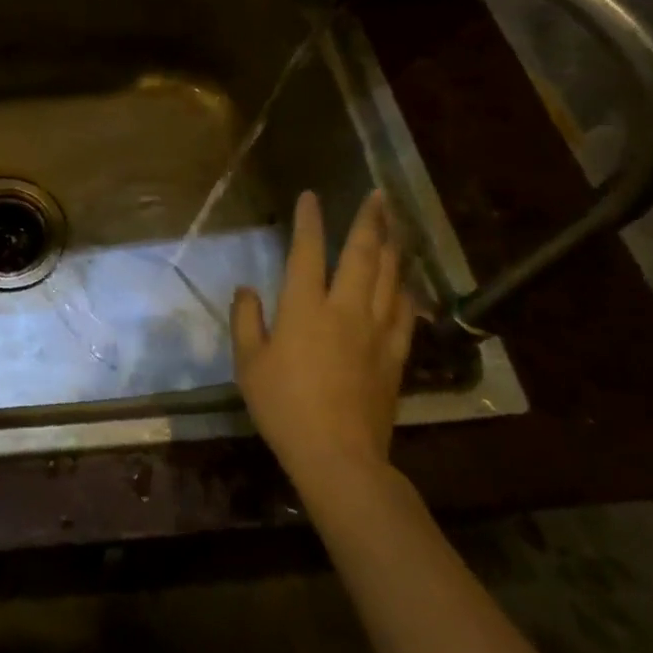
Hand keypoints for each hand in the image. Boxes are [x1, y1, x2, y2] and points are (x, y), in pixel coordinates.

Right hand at [232, 191, 413, 485]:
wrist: (338, 456)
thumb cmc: (284, 406)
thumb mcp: (248, 363)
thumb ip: (246, 321)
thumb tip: (247, 289)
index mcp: (304, 307)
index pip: (307, 251)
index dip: (309, 221)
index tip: (310, 196)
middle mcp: (344, 309)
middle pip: (362, 255)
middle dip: (369, 221)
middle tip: (378, 196)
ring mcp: (375, 331)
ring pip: (390, 278)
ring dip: (392, 247)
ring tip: (395, 225)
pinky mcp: (394, 356)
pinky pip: (405, 314)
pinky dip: (406, 291)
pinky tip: (407, 282)